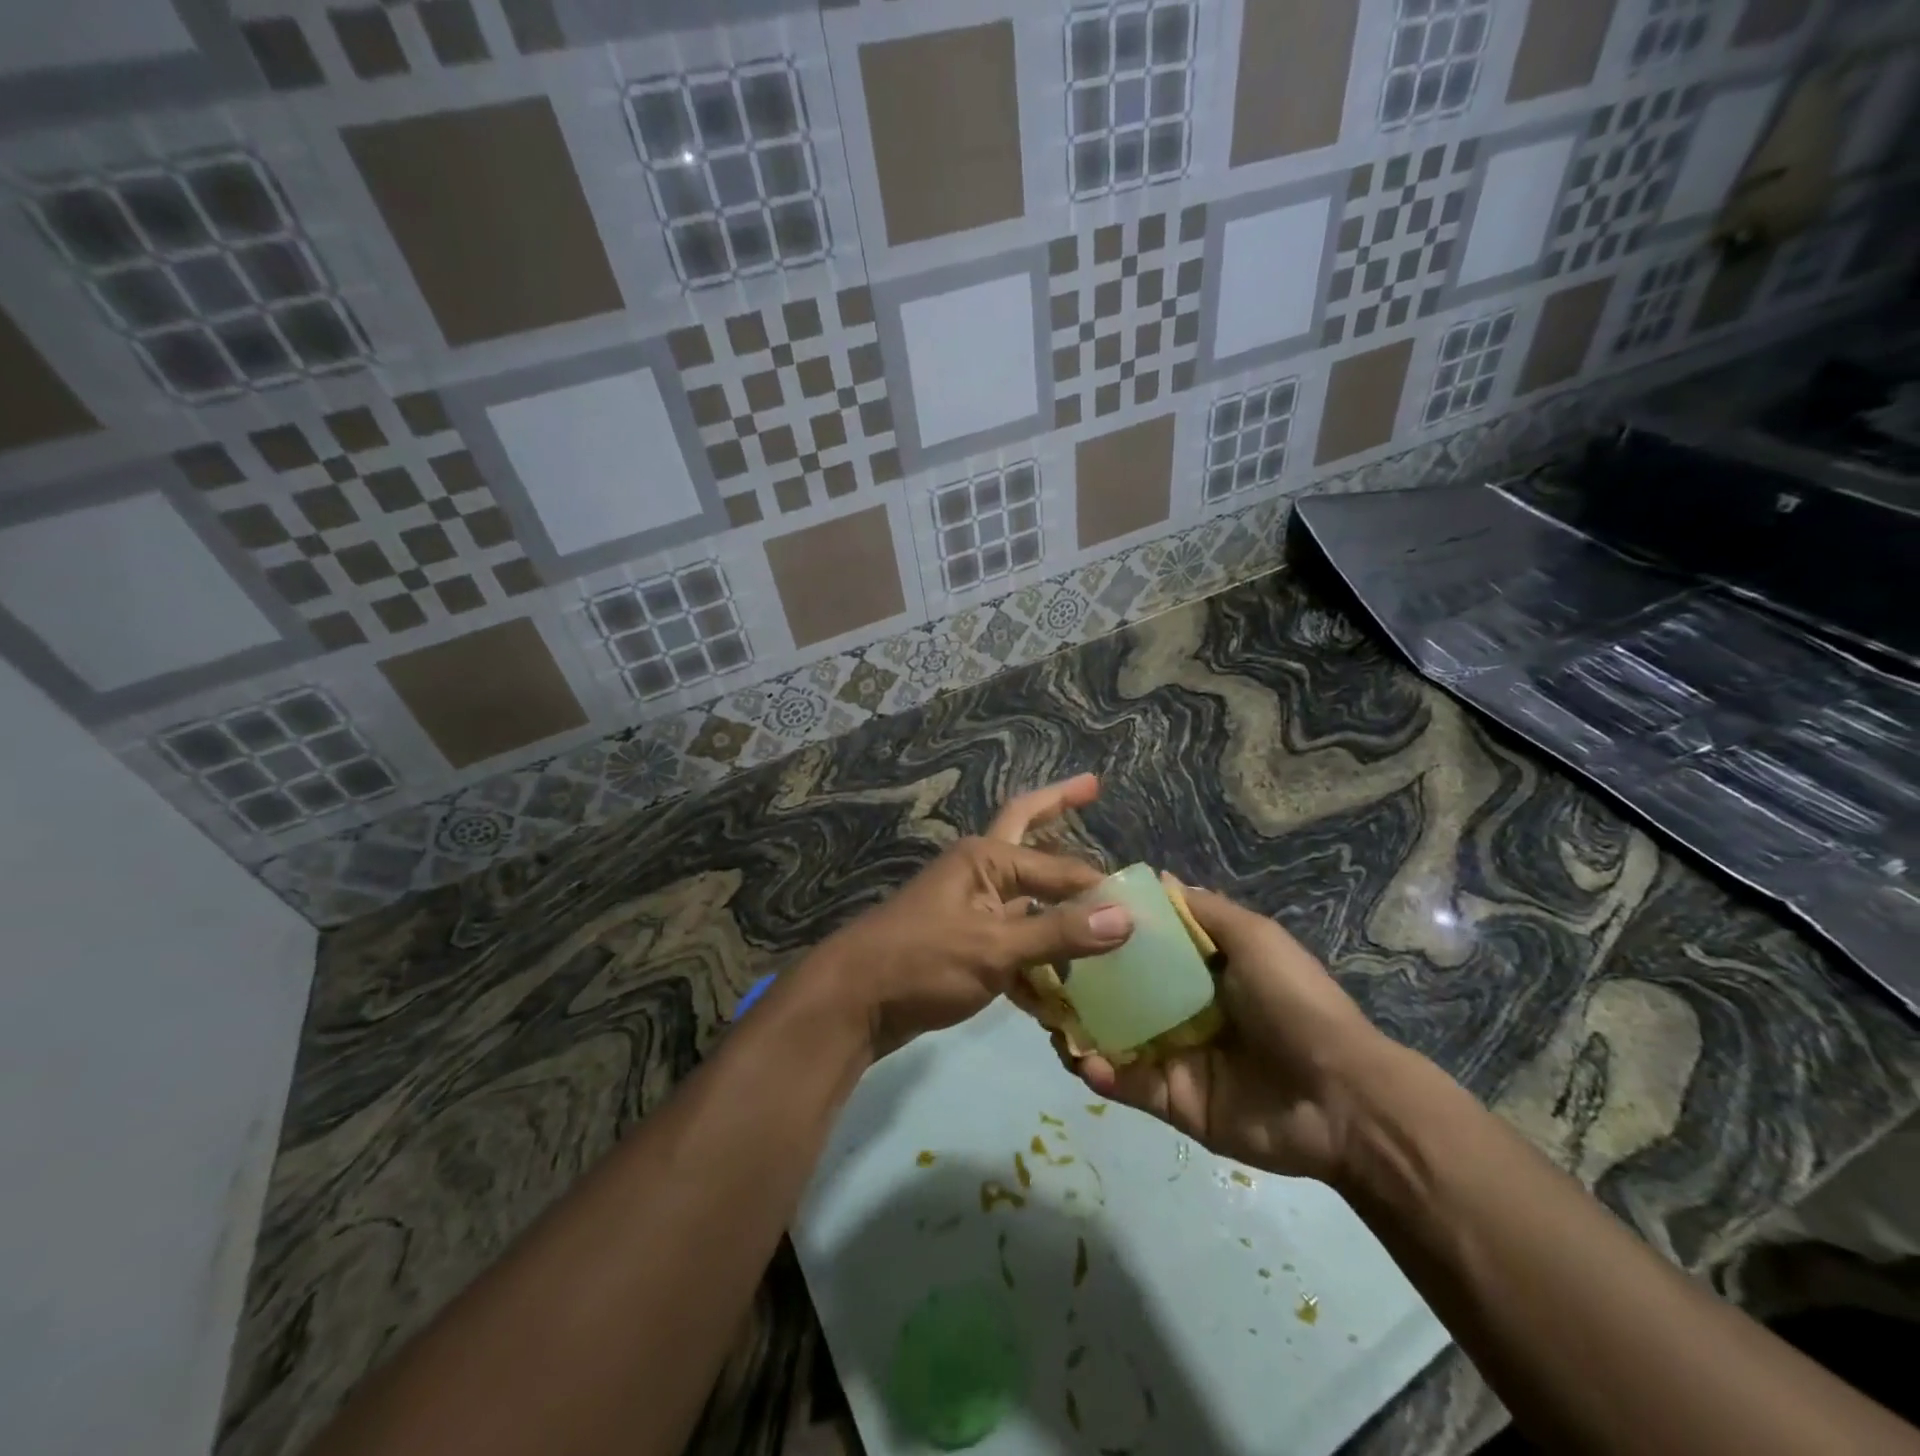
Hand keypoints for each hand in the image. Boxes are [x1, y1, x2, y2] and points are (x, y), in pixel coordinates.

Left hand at [809, 776, 1132, 1056]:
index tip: (1141, 911)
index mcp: (986, 859)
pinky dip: (1039, 957)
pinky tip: (1064, 985)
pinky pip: (1014, 941)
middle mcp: (980, 872)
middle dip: (1060, 808)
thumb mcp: (994, 948)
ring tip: (1101, 912)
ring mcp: (972, 908)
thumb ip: (1058, 933)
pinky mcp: (966, 944)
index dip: (1100, 887)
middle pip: (1031, 834)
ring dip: (1060, 906)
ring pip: (1028, 898)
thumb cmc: (921, 962)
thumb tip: (1125, 918)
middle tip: (1093, 787)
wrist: (852, 1003)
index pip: (1060, 867)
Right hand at [1073, 886, 1396, 1182]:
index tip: (1065, 917)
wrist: (1339, 1097)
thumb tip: (1155, 876)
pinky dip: (1101, 1073)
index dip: (1107, 934)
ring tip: (1047, 1018)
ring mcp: (1175, 1056)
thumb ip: (1202, 910)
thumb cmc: (1293, 1003)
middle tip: (1040, 973)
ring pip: (1114, 1038)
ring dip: (1079, 1028)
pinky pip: (1127, 1084)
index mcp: (1202, 971)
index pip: (1144, 947)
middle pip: (1121, 992)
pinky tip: (1082, 1059)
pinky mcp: (1173, 1101)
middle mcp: (1182, 1009)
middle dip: (1081, 983)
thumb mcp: (1253, 938)